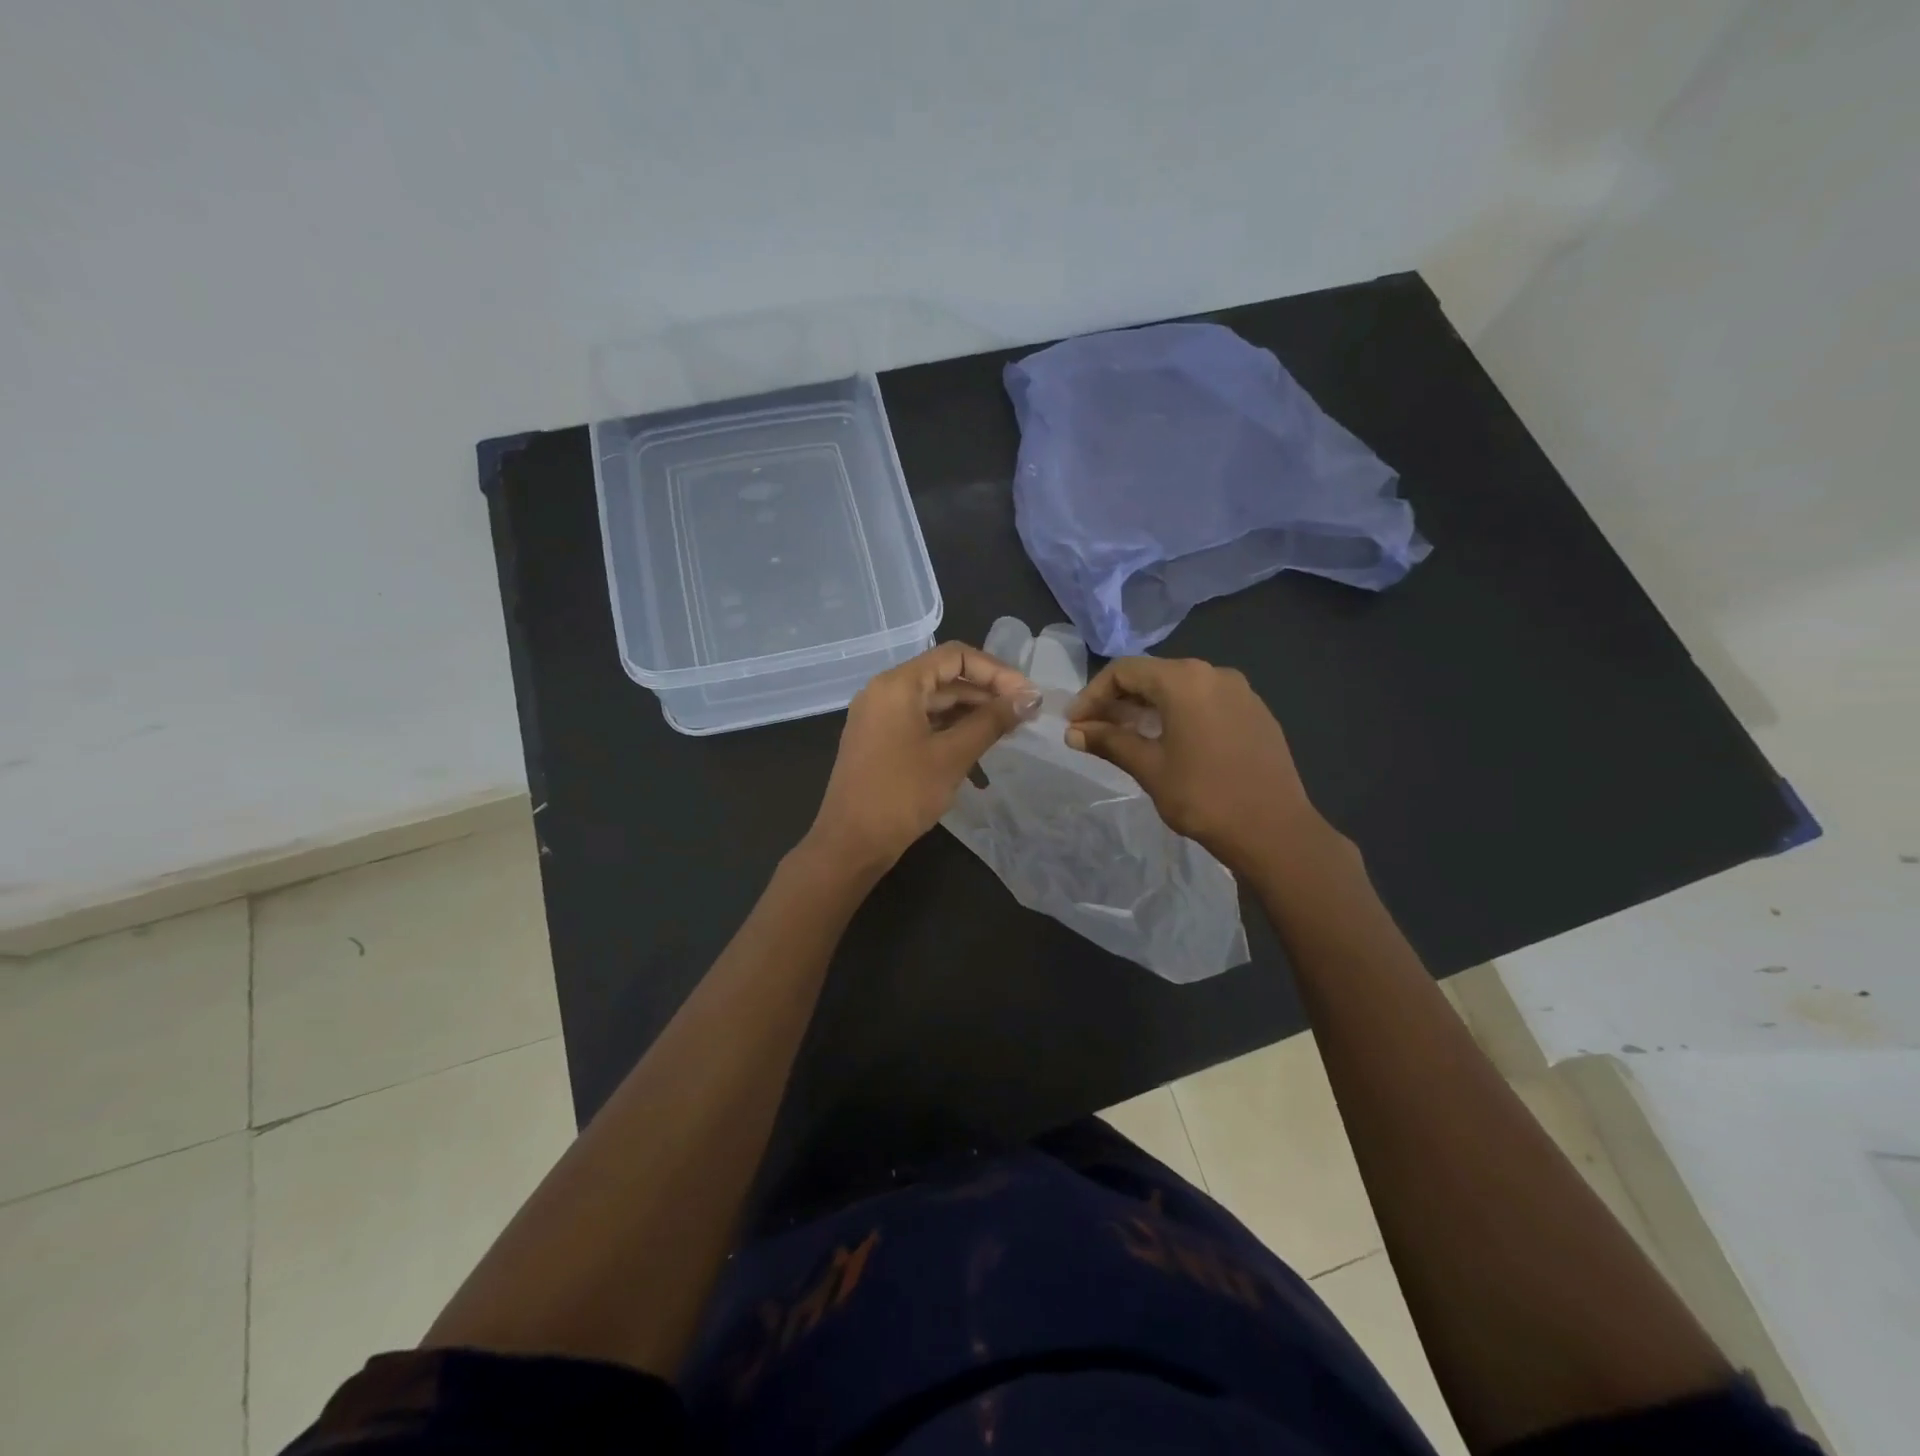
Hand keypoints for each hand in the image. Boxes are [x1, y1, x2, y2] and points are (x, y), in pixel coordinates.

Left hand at [805, 642, 1039, 873]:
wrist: (851, 843)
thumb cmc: (901, 794)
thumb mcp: (952, 756)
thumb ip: (992, 721)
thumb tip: (1030, 697)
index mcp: (898, 684)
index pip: (955, 656)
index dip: (996, 671)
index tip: (1026, 695)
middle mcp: (885, 691)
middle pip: (945, 677)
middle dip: (987, 694)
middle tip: (1024, 715)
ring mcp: (880, 717)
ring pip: (935, 703)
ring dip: (971, 715)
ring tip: (1008, 733)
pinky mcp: (880, 741)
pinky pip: (922, 724)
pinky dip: (950, 732)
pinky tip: (978, 754)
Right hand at [1066, 657, 1333, 874]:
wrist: (1275, 830)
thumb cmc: (1204, 797)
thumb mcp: (1149, 768)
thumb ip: (1109, 742)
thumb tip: (1073, 732)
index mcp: (1185, 680)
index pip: (1124, 671)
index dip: (1092, 694)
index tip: (1074, 723)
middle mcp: (1214, 673)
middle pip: (1153, 675)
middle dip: (1118, 700)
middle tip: (1094, 730)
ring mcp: (1240, 691)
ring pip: (1180, 688)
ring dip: (1148, 707)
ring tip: (1127, 737)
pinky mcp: (1256, 712)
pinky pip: (1206, 701)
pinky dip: (1178, 713)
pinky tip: (1169, 741)